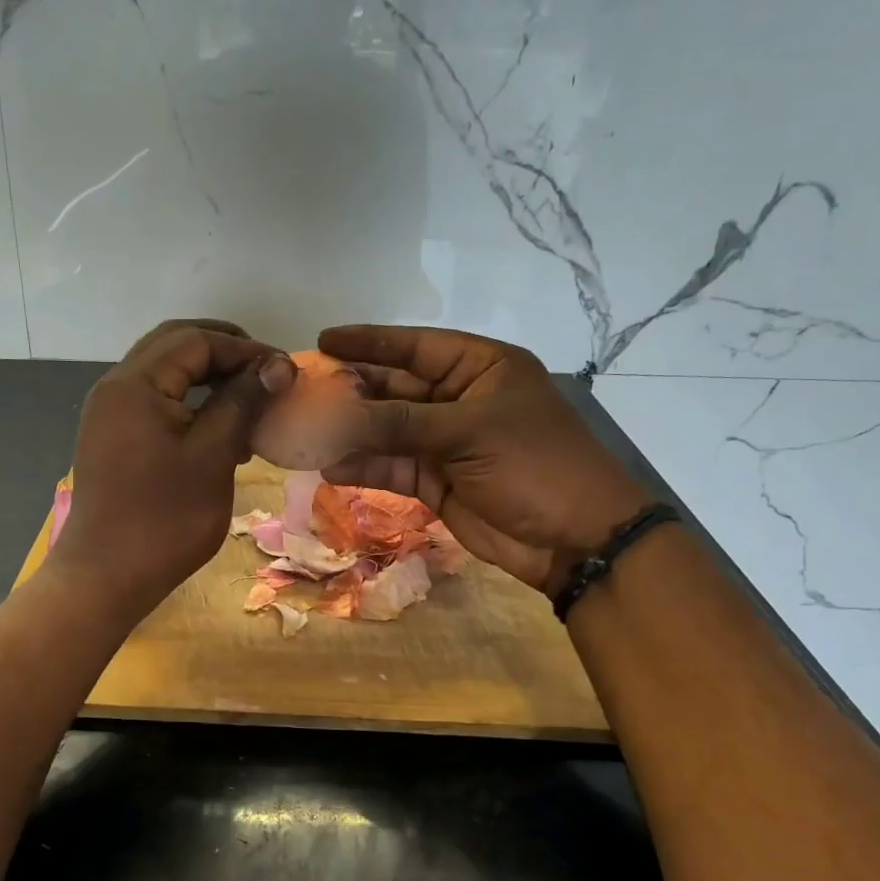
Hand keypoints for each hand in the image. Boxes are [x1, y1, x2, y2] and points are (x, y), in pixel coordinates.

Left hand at [55, 320, 293, 614]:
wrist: (105, 578)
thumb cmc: (164, 520)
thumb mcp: (212, 456)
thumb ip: (242, 402)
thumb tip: (277, 365)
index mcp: (135, 384)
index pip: (195, 340)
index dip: (244, 348)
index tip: (285, 370)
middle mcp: (115, 387)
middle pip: (174, 345)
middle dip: (223, 352)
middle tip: (266, 372)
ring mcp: (109, 413)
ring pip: (164, 372)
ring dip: (207, 376)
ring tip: (249, 400)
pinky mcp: (112, 437)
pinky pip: (155, 400)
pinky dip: (189, 401)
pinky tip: (220, 429)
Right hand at [318, 325, 652, 592]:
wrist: (575, 540)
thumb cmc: (534, 464)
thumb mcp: (467, 432)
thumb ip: (398, 423)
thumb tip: (333, 417)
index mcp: (481, 368)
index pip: (416, 346)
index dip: (369, 342)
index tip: (324, 339)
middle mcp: (459, 399)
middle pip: (395, 388)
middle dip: (352, 391)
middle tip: (304, 391)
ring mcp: (446, 442)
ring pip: (388, 430)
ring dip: (351, 432)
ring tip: (305, 430)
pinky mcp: (435, 482)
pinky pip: (392, 467)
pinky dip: (364, 467)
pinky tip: (329, 466)